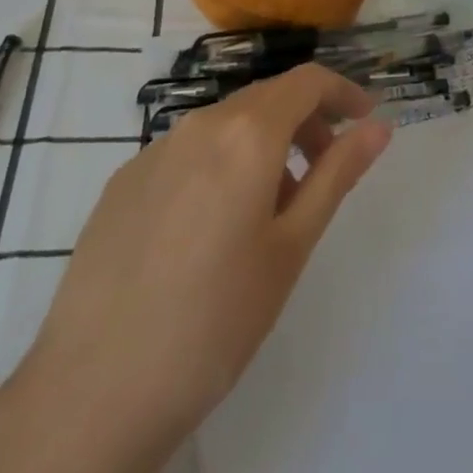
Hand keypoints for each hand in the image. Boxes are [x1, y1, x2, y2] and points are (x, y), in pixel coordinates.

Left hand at [9, 65, 391, 472]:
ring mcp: (154, 150)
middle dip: (305, 122)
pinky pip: (186, 153)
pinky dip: (218, 166)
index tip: (365, 121)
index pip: (307, 81)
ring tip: (269, 211)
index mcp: (246, 133)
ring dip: (261, 145)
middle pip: (266, 99)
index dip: (343, 92)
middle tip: (324, 171)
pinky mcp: (122, 181)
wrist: (94, 391)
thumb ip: (337, 174)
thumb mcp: (292, 246)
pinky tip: (209, 230)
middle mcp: (199, 124)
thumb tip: (378, 127)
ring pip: (225, 125)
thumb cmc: (216, 319)